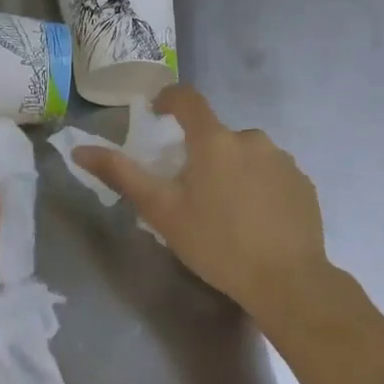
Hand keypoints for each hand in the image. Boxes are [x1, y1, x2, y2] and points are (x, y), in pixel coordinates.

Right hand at [72, 85, 335, 334]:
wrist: (289, 284)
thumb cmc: (217, 244)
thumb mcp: (161, 211)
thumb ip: (121, 174)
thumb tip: (79, 150)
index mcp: (214, 140)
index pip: (188, 99)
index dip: (169, 99)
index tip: (157, 114)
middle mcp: (251, 138)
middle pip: (216, 134)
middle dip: (200, 152)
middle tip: (190, 189)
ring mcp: (283, 160)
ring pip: (245, 154)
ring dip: (231, 169)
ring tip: (224, 210)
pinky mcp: (304, 183)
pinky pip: (271, 173)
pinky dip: (258, 186)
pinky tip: (255, 220)